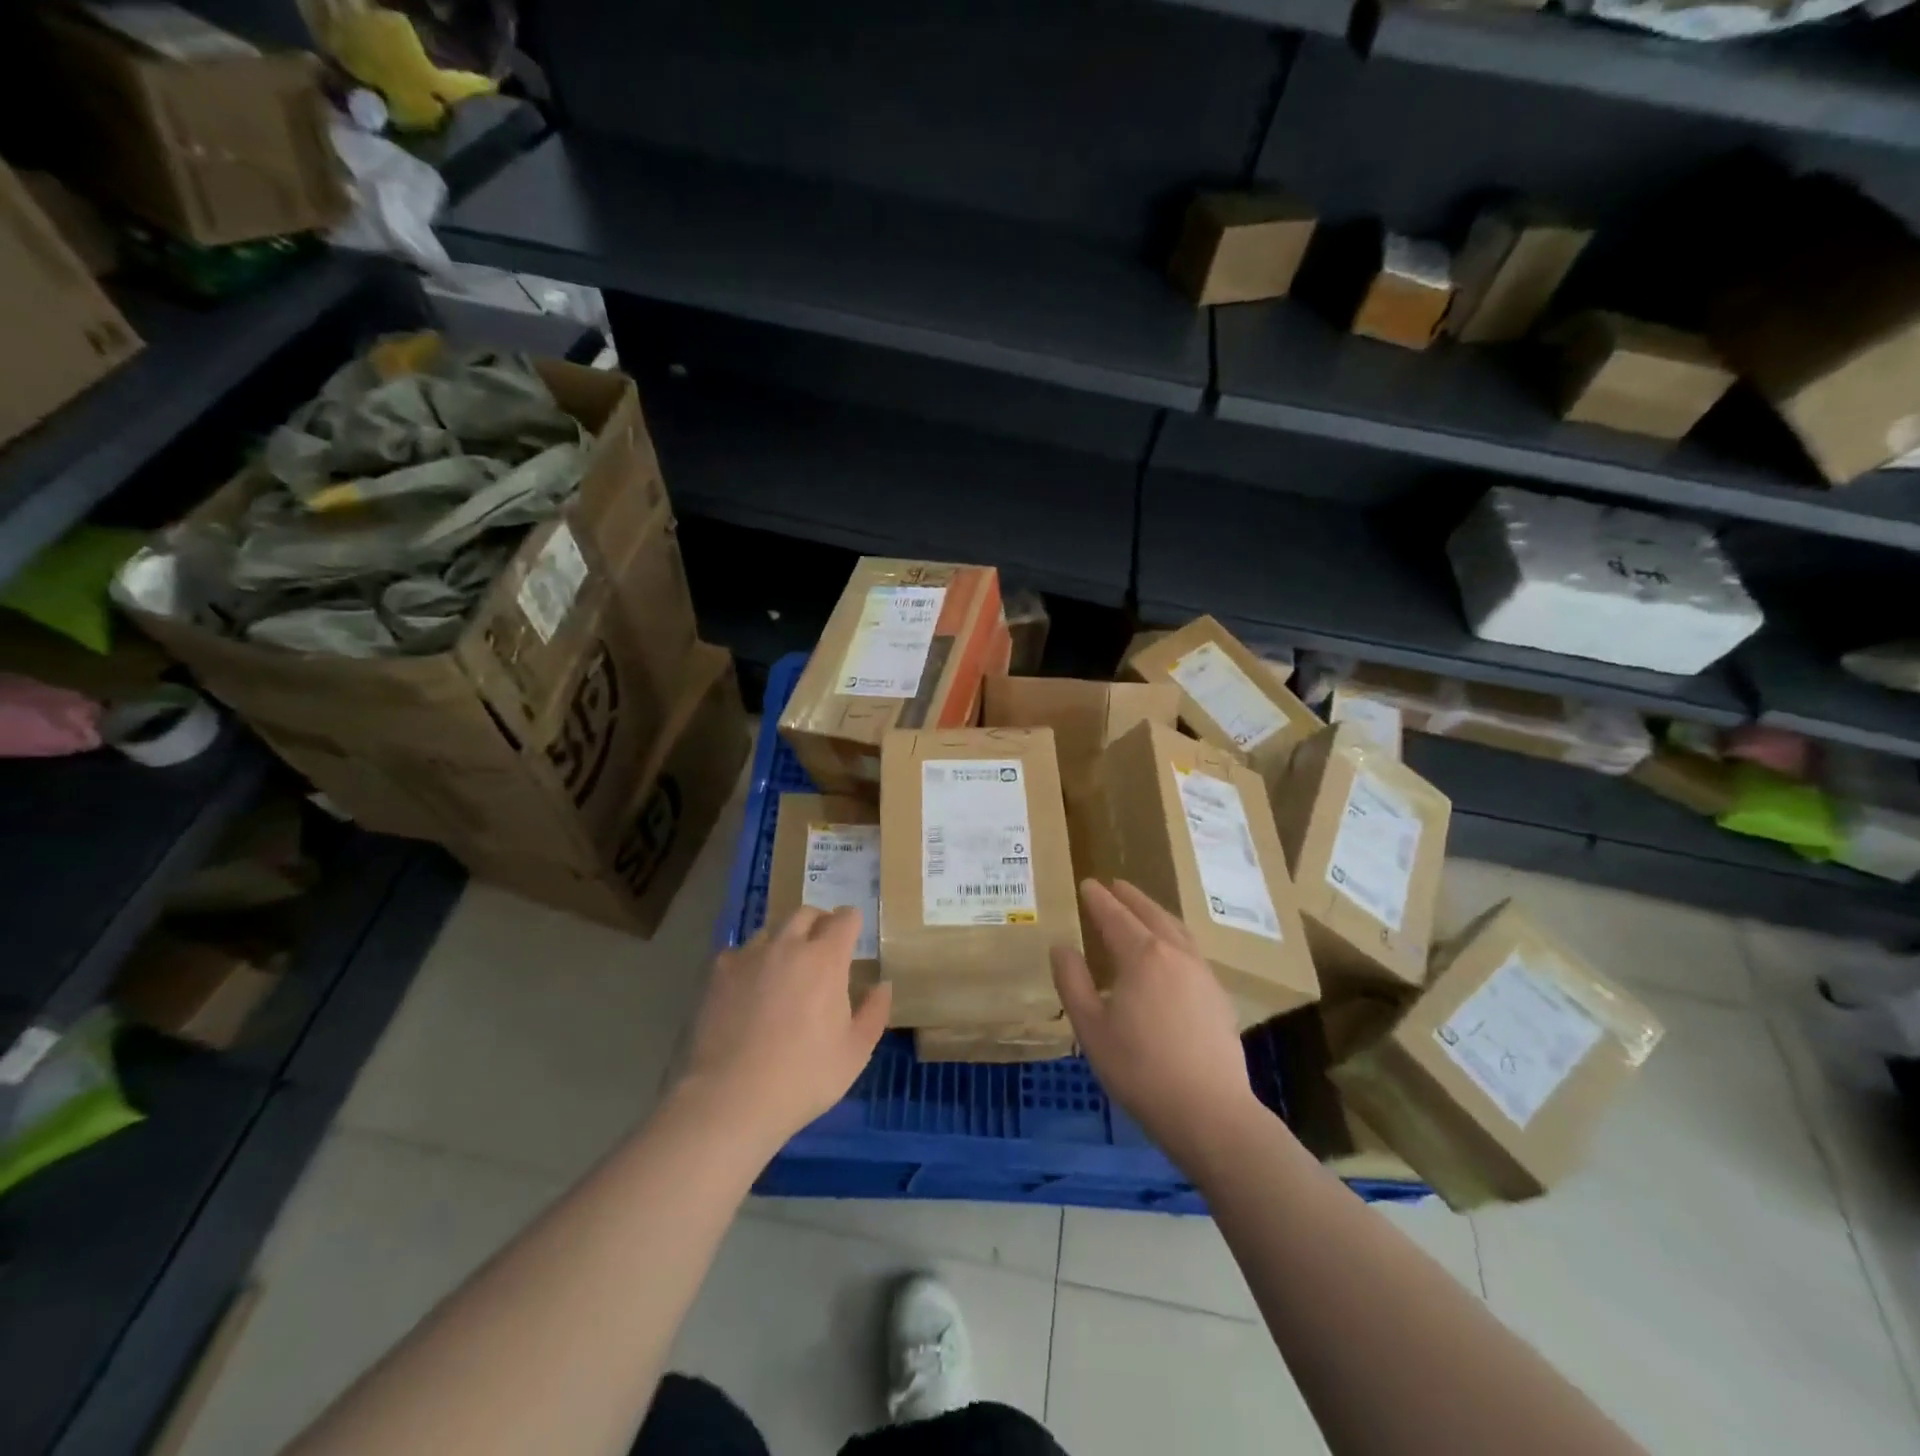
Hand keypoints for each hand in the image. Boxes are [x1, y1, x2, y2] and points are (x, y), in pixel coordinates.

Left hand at [677, 906, 891, 1151]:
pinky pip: (740, 953)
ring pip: (771, 930)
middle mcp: (787, 946)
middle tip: (823, 947)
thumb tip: (882, 985)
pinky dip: (751, 962)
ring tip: (785, 967)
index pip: (844, 918)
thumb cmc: (804, 1077)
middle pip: (806, 914)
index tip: (854, 934)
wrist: (731, 1098)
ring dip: (785, 940)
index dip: (852, 922)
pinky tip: (750, 986)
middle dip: (819, 922)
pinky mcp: (718, 974)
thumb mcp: (855, 1052)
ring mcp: (749, 957)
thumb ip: (874, 1012)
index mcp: (825, 959)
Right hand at [1052, 880, 1269, 1172]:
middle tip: (1116, 885)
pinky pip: (1192, 951)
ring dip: (1156, 913)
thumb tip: (1061, 947)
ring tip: (1144, 910)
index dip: (1099, 899)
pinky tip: (1171, 954)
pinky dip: (1174, 937)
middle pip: (1151, 914)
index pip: (1115, 916)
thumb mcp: (1090, 1028)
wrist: (1209, 1112)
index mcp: (1142, 956)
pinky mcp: (1218, 996)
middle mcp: (1176, 954)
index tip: (1087, 884)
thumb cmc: (1140, 1069)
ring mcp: (1203, 974)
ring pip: (1177, 930)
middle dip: (1131, 897)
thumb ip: (1073, 982)